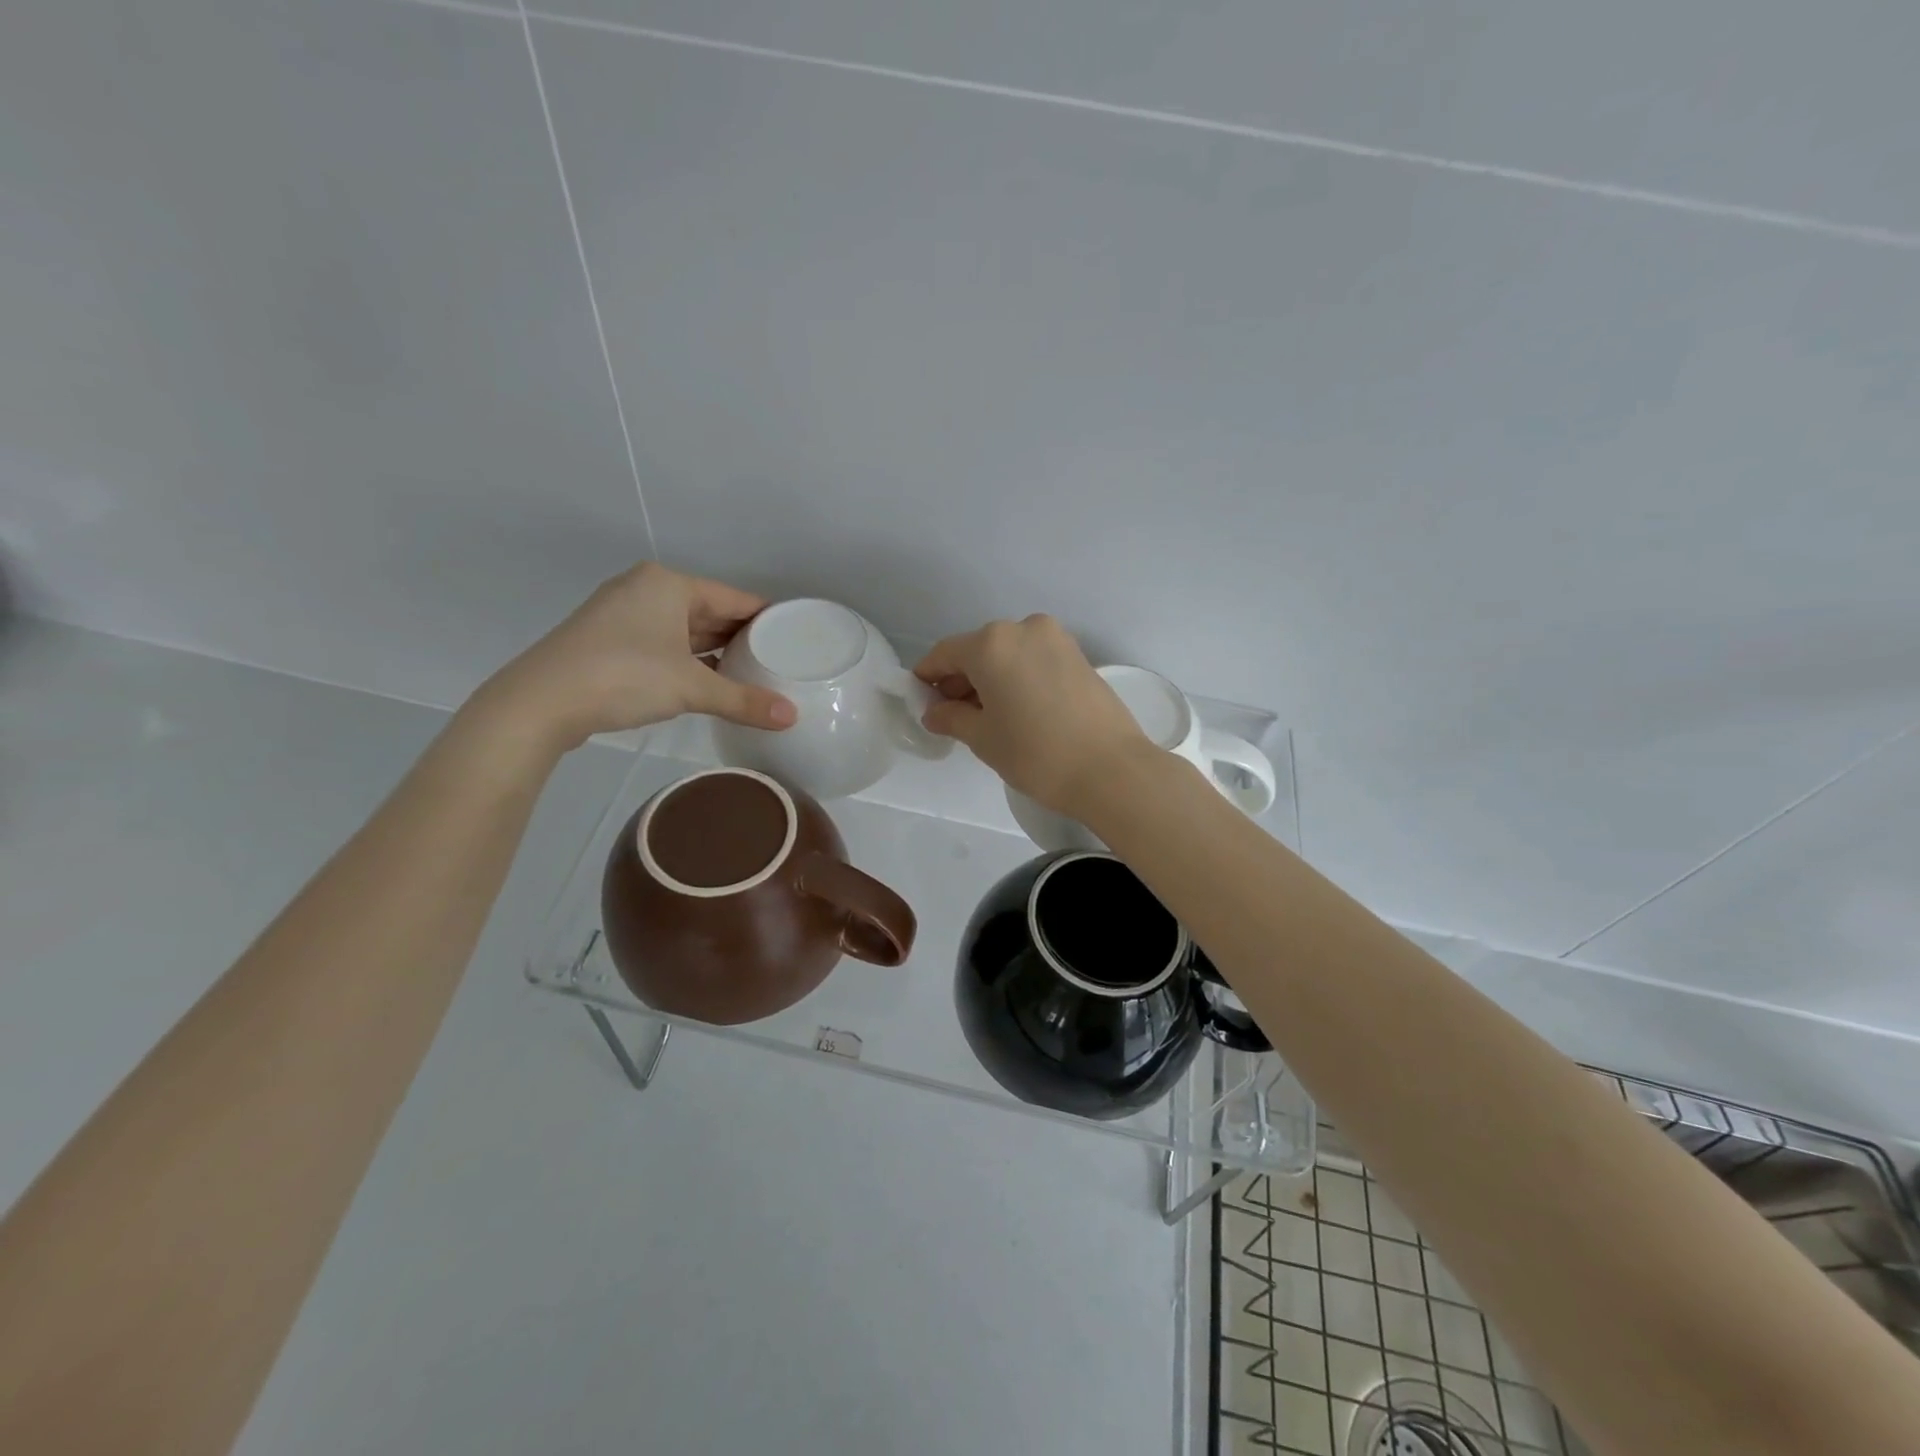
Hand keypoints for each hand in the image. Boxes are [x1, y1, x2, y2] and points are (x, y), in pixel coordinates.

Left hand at [475, 563, 795, 752]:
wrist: (539, 702)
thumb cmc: (623, 676)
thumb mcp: (692, 688)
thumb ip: (744, 701)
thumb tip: (792, 717)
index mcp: (669, 584)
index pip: (735, 597)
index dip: (768, 617)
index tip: (797, 637)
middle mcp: (647, 590)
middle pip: (710, 612)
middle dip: (743, 636)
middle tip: (782, 660)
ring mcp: (624, 615)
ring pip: (685, 630)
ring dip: (716, 652)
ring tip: (755, 673)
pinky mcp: (609, 641)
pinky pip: (665, 645)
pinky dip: (689, 661)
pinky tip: (711, 682)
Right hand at [913, 615, 1150, 814]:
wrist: (1111, 770)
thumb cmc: (1036, 753)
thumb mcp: (983, 738)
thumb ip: (951, 717)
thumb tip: (934, 711)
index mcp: (992, 644)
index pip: (945, 653)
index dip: (928, 677)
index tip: (921, 701)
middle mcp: (1023, 629)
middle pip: (977, 650)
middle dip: (961, 679)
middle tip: (953, 715)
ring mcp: (1056, 639)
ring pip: (1008, 653)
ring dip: (990, 678)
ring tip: (988, 716)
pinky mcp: (1078, 655)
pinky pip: (1033, 659)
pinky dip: (1017, 676)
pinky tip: (1018, 709)